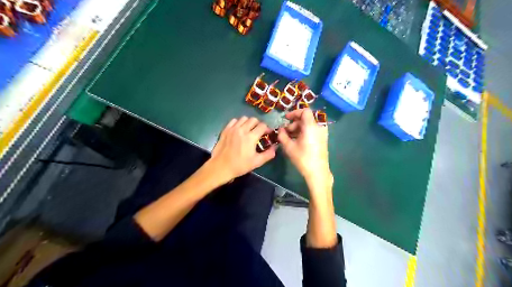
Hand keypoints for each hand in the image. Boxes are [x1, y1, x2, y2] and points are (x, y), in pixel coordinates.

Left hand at [210, 116, 277, 183]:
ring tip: (249, 129)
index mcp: (251, 137)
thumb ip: (268, 154)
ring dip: (249, 122)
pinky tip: (239, 129)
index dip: (267, 129)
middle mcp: (242, 130)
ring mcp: (232, 129)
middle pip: (253, 120)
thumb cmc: (240, 165)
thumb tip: (275, 147)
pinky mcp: (225, 130)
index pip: (262, 126)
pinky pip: (234, 120)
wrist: (221, 167)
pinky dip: (239, 123)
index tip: (268, 134)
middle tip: (259, 131)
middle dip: (258, 124)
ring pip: (244, 118)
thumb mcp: (257, 162)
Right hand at [279, 109, 334, 188]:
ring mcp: (322, 133)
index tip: (286, 119)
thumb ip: (282, 135)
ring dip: (298, 128)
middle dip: (294, 123)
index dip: (294, 113)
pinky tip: (297, 140)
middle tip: (286, 132)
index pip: (305, 111)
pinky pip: (313, 129)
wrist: (317, 171)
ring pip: (309, 124)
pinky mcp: (323, 138)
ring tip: (290, 137)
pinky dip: (304, 131)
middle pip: (306, 118)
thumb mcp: (289, 147)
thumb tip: (280, 129)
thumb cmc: (303, 158)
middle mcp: (319, 127)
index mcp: (311, 126)